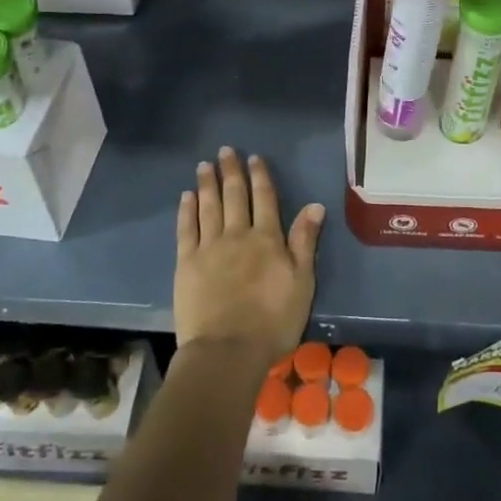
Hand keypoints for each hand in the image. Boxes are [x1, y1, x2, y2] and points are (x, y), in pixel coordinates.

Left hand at [175, 148, 322, 356]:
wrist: (227, 351)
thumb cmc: (273, 321)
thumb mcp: (302, 283)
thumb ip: (304, 242)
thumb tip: (315, 205)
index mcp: (267, 239)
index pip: (264, 198)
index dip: (260, 176)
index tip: (254, 158)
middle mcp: (237, 235)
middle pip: (234, 196)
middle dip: (231, 171)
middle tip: (225, 150)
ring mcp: (209, 248)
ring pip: (208, 206)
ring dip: (207, 183)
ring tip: (205, 164)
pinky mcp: (186, 264)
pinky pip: (186, 229)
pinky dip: (187, 210)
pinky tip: (186, 196)